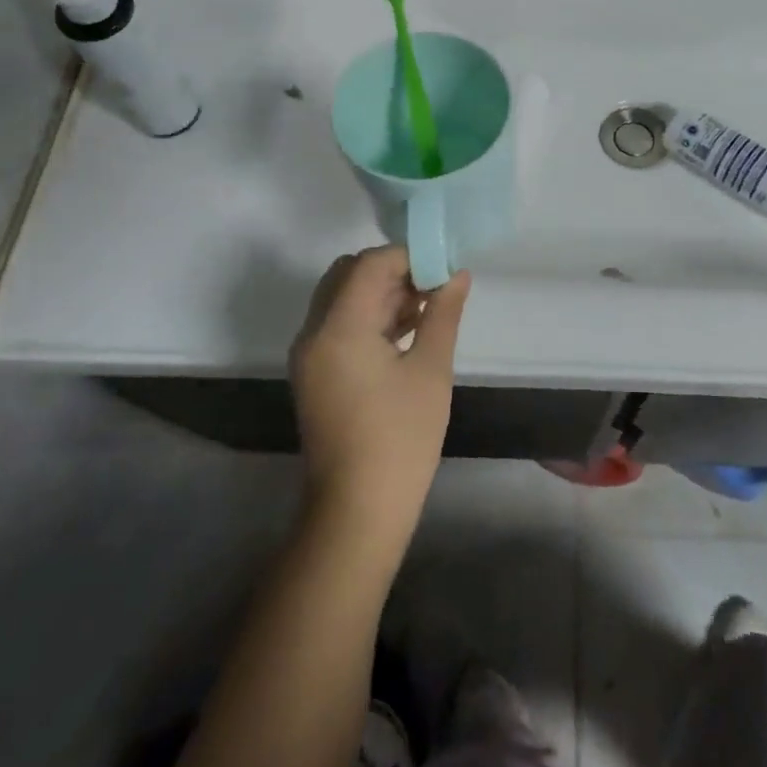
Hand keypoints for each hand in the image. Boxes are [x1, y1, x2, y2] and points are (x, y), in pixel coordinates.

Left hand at [288, 247, 469, 538]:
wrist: (358, 510)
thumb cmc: (401, 438)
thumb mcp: (430, 370)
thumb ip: (443, 313)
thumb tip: (457, 273)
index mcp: (338, 327)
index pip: (368, 264)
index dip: (407, 256)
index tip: (443, 266)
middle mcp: (314, 333)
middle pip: (349, 275)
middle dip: (393, 271)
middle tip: (435, 285)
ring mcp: (310, 355)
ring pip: (343, 299)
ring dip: (382, 293)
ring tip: (429, 306)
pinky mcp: (315, 373)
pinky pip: (340, 326)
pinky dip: (370, 318)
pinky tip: (408, 329)